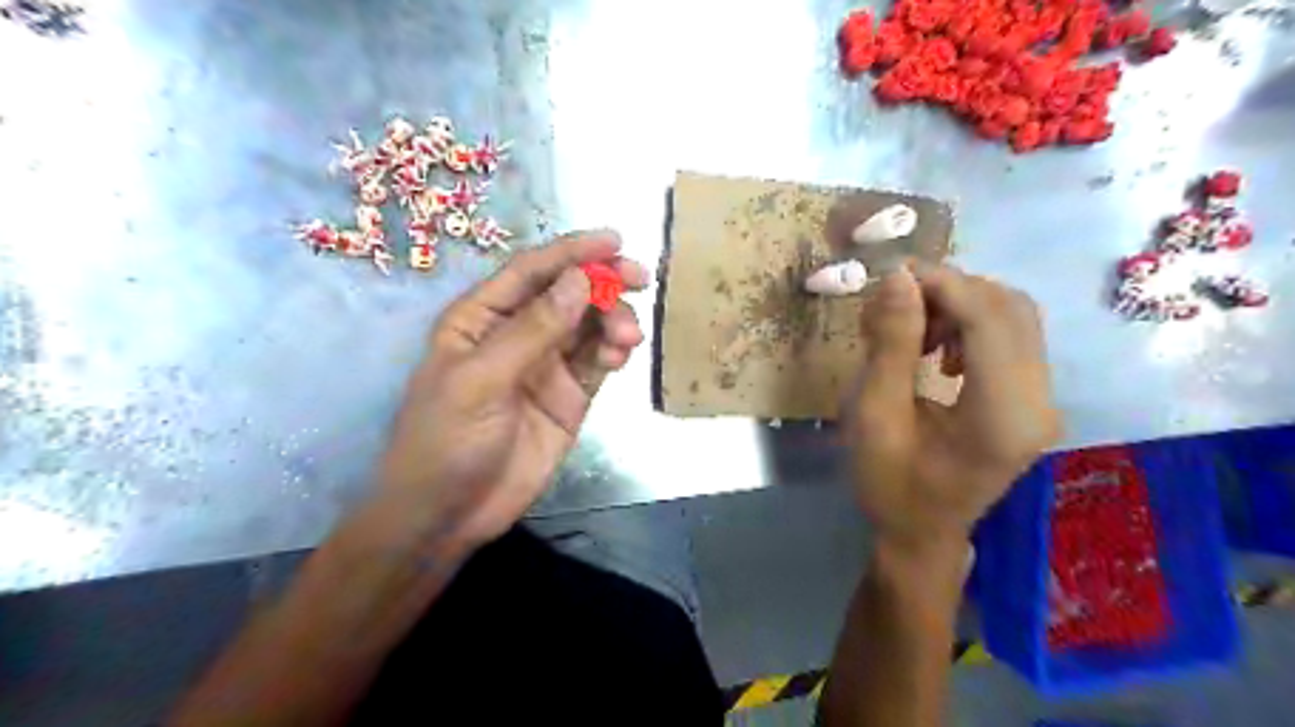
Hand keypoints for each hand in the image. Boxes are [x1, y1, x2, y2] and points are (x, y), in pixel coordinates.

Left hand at [379, 232, 647, 551]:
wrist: (450, 514)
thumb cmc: (447, 440)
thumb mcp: (482, 380)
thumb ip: (533, 330)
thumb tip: (580, 281)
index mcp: (481, 318)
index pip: (531, 271)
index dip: (572, 252)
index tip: (615, 240)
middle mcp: (517, 333)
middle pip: (567, 294)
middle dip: (603, 282)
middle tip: (639, 278)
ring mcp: (546, 366)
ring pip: (589, 326)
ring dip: (613, 320)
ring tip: (628, 336)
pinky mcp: (570, 397)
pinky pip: (598, 362)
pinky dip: (614, 351)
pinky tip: (622, 354)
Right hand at [846, 264, 1055, 552]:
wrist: (920, 534)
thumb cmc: (889, 484)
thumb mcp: (873, 415)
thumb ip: (890, 345)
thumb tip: (898, 277)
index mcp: (1002, 416)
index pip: (990, 318)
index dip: (941, 285)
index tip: (889, 278)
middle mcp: (1039, 402)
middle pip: (1009, 308)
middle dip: (948, 291)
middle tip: (894, 307)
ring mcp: (1042, 401)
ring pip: (1013, 317)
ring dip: (959, 306)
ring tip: (912, 332)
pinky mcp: (1032, 400)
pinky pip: (1011, 337)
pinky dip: (970, 326)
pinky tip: (937, 351)